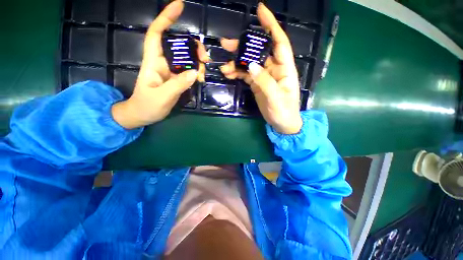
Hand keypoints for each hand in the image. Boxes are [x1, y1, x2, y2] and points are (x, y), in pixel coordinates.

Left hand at [112, 0, 208, 128]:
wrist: (143, 115)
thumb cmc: (147, 105)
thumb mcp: (162, 97)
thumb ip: (178, 85)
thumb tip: (195, 72)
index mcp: (153, 62)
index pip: (157, 34)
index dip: (166, 19)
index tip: (179, 6)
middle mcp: (162, 63)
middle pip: (178, 46)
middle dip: (193, 47)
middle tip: (204, 58)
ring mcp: (171, 71)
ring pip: (186, 59)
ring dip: (197, 63)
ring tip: (203, 74)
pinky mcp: (176, 79)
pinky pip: (189, 71)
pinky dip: (197, 73)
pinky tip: (200, 79)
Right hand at [220, 3, 301, 134]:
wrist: (282, 124)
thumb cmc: (284, 111)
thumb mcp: (276, 97)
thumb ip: (265, 81)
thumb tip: (251, 65)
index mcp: (284, 68)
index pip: (279, 42)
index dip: (271, 25)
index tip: (260, 10)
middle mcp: (274, 69)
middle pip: (258, 51)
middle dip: (243, 46)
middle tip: (226, 44)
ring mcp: (264, 76)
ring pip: (249, 63)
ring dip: (236, 63)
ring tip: (224, 66)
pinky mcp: (257, 84)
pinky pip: (245, 75)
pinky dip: (237, 73)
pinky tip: (228, 74)